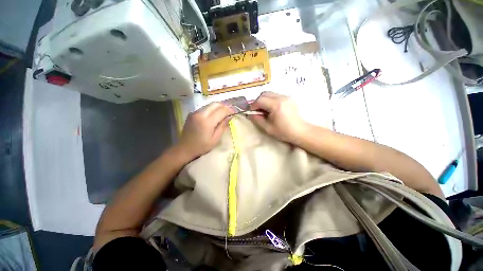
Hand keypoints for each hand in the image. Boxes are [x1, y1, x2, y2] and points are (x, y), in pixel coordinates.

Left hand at [177, 102, 233, 159]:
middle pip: (215, 104)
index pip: (221, 111)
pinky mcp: (192, 113)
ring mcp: (195, 112)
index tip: (235, 112)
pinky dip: (212, 109)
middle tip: (230, 111)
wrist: (184, 148)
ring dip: (219, 107)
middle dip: (225, 106)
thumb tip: (229, 117)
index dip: (230, 110)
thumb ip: (222, 126)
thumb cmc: (201, 146)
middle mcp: (200, 114)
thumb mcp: (215, 139)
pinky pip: (204, 107)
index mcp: (207, 122)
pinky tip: (215, 114)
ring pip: (210, 104)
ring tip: (224, 112)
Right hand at [249, 92, 306, 142]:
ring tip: (264, 110)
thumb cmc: (284, 132)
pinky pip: (275, 95)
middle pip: (264, 93)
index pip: (260, 100)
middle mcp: (281, 97)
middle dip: (258, 101)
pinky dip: (270, 100)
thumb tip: (250, 114)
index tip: (251, 112)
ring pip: (270, 93)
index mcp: (276, 105)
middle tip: (257, 111)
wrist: (300, 131)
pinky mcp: (289, 98)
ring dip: (264, 100)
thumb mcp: (268, 128)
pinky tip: (271, 109)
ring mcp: (286, 96)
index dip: (253, 106)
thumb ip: (257, 119)